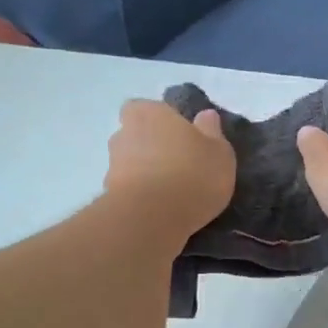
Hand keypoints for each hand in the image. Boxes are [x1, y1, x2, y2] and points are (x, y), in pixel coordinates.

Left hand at [105, 100, 234, 239]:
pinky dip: (141, 197)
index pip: (147, 108)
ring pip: (130, 164)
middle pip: (136, 135)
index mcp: (149, 113)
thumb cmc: (191, 174)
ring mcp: (112, 166)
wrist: (152, 219)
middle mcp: (124, 133)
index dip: (160, 121)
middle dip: (151, 147)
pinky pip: (129, 191)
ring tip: (171, 193)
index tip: (179, 137)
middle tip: (177, 165)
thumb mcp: (219, 152)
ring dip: (145, 174)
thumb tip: (205, 116)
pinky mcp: (108, 196)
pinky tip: (161, 211)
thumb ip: (212, 132)